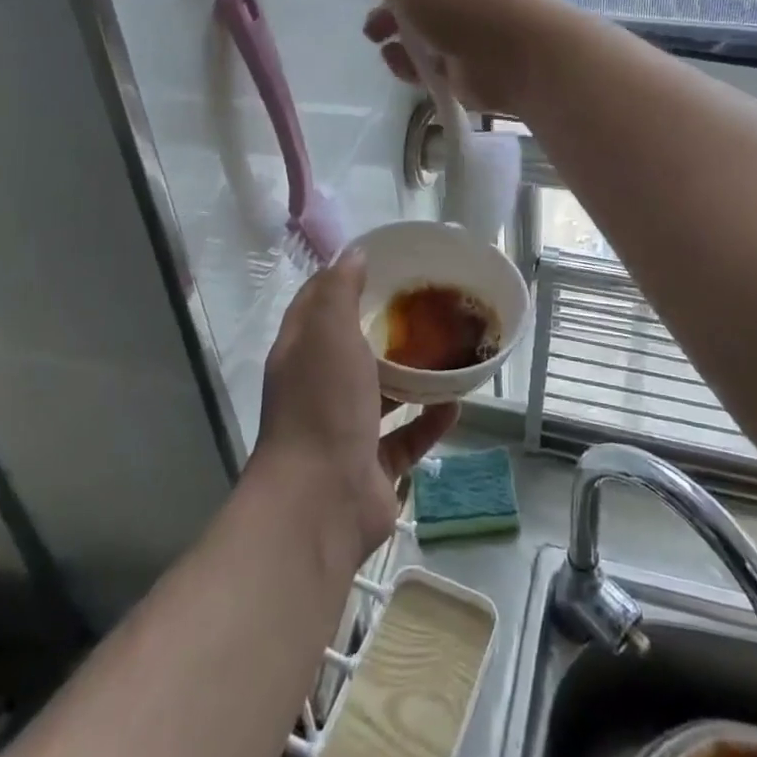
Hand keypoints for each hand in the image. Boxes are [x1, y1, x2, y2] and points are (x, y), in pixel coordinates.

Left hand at [253, 250, 458, 562]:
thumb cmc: (323, 404)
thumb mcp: (329, 333)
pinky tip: (455, 405)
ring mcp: (344, 430)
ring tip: (447, 352)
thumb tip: (352, 254)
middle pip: (351, 350)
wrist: (321, 502)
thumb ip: (340, 291)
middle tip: (423, 306)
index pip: (316, 305)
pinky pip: (405, 438)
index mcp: (301, 354)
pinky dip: (428, 422)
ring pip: (381, 395)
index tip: (378, 262)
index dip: (341, 281)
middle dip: (383, 329)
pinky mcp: (372, 467)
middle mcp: (319, 389)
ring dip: (410, 377)